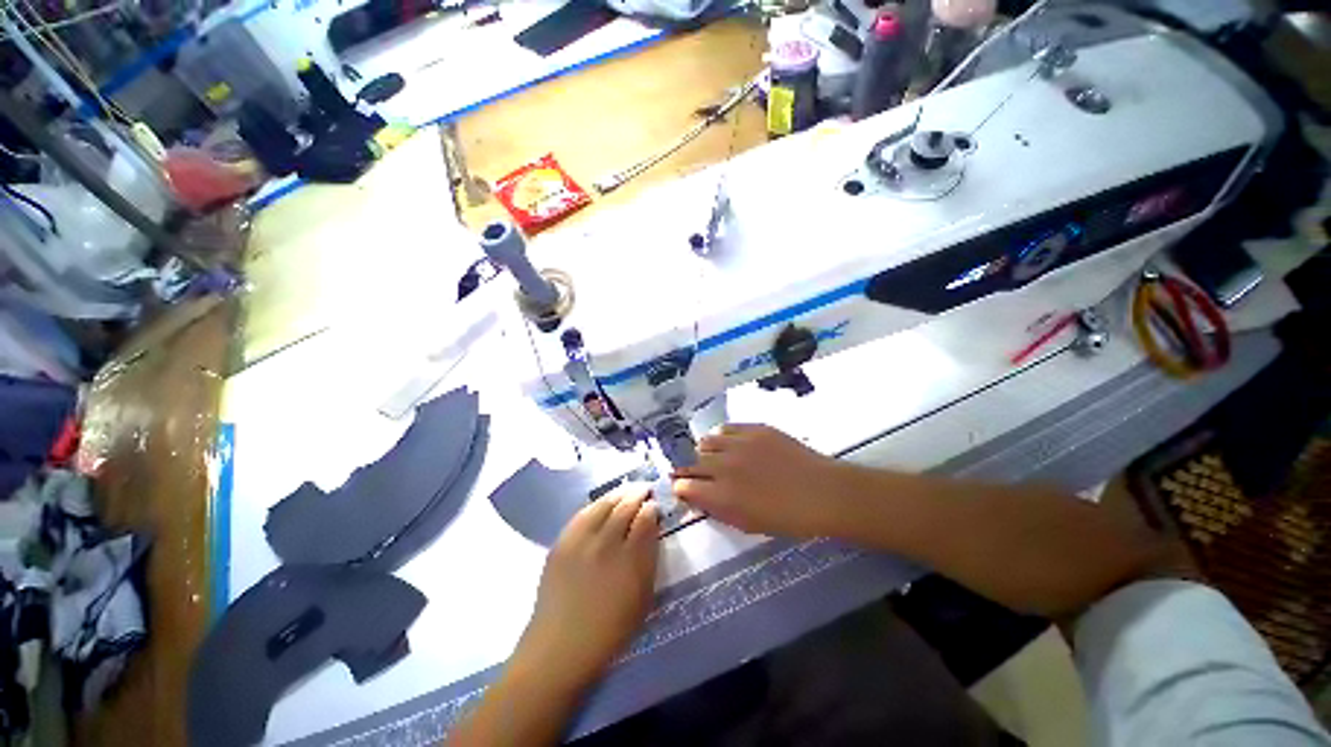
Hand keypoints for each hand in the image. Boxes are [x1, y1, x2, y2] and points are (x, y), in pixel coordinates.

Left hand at [513, 486, 659, 688]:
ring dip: (617, 495)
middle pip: (625, 507)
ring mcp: (581, 541)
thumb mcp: (642, 598)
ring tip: (625, 491)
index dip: (651, 509)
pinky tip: (600, 504)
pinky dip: (595, 505)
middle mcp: (607, 544)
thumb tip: (650, 531)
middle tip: (644, 489)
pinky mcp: (562, 543)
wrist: (561, 647)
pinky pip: (581, 514)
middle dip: (637, 495)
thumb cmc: (610, 631)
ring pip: (603, 505)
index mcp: (630, 560)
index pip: (645, 521)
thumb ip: (649, 560)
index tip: (654, 505)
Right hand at [673, 424, 849, 536]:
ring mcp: (738, 443)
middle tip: (695, 473)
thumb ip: (716, 509)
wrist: (822, 492)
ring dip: (703, 451)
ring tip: (713, 457)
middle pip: (689, 462)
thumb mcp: (746, 524)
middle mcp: (723, 466)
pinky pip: (725, 428)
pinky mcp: (753, 428)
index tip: (684, 490)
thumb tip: (695, 498)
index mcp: (721, 495)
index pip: (683, 486)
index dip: (681, 488)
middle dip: (687, 469)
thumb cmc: (786, 517)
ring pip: (704, 441)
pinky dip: (721, 437)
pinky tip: (728, 444)